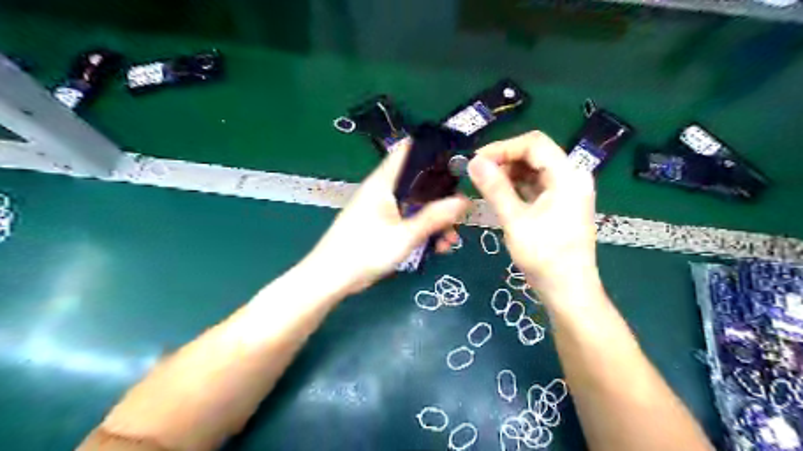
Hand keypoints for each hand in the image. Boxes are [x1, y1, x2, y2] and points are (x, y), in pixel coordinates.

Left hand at [306, 143, 471, 294]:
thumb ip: (434, 217)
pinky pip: (409, 220)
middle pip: (418, 182)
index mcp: (384, 182)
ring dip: (435, 219)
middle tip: (459, 213)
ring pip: (416, 205)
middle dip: (441, 197)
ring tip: (450, 240)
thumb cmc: (364, 251)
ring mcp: (383, 208)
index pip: (408, 151)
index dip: (433, 151)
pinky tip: (437, 247)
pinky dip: (423, 229)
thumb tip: (464, 201)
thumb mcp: (405, 236)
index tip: (457, 164)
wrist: (331, 278)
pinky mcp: (383, 225)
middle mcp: (384, 190)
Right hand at [469, 132, 598, 301]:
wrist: (569, 290)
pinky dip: (517, 186)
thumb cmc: (544, 257)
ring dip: (509, 173)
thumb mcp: (515, 220)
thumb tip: (473, 162)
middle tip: (478, 175)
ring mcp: (568, 190)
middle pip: (535, 154)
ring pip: (534, 169)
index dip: (503, 147)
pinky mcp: (562, 203)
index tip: (476, 161)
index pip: (534, 143)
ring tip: (485, 186)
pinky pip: (537, 185)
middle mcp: (572, 177)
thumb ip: (495, 188)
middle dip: (504, 160)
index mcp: (567, 176)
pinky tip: (500, 195)